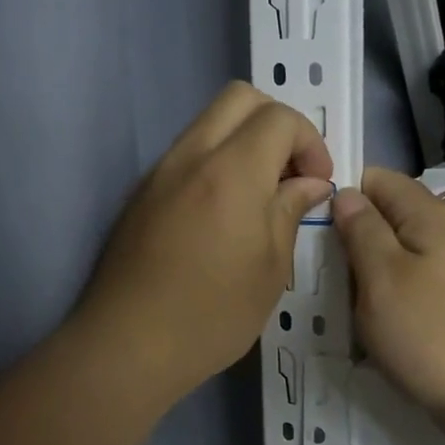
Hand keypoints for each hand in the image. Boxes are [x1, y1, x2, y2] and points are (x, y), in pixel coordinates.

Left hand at [76, 82, 332, 405]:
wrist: (127, 347)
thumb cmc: (211, 315)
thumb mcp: (271, 269)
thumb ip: (290, 211)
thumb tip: (309, 184)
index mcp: (231, 172)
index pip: (279, 118)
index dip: (310, 142)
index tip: (317, 184)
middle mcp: (191, 156)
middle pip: (239, 98)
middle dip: (277, 123)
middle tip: (291, 173)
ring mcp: (160, 171)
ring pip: (209, 122)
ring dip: (245, 140)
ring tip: (261, 194)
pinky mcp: (142, 192)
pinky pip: (187, 152)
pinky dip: (217, 160)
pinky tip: (224, 212)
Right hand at [334, 168, 444, 438]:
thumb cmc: (431, 333)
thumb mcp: (381, 277)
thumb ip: (361, 229)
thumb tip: (347, 194)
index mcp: (431, 213)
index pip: (378, 179)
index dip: (343, 195)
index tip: (314, 228)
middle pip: (391, 216)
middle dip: (356, 238)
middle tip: (325, 272)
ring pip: (404, 253)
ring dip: (374, 272)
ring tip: (347, 302)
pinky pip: (420, 282)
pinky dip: (397, 295)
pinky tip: (382, 322)